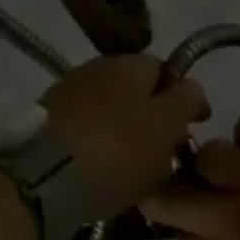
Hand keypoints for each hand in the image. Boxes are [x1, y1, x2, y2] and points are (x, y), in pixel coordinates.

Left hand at [42, 56, 209, 220]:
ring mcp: (65, 95)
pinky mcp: (43, 125)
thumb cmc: (118, 148)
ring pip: (108, 111)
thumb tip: (190, 88)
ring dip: (122, 131)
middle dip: (151, 115)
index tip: (196, 125)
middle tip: (164, 149)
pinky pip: (84, 132)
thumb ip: (185, 101)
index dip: (183, 96)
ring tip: (132, 166)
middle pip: (134, 90)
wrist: (44, 176)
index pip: (165, 69)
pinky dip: (97, 146)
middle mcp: (95, 68)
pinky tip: (101, 169)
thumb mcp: (167, 124)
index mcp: (130, 62)